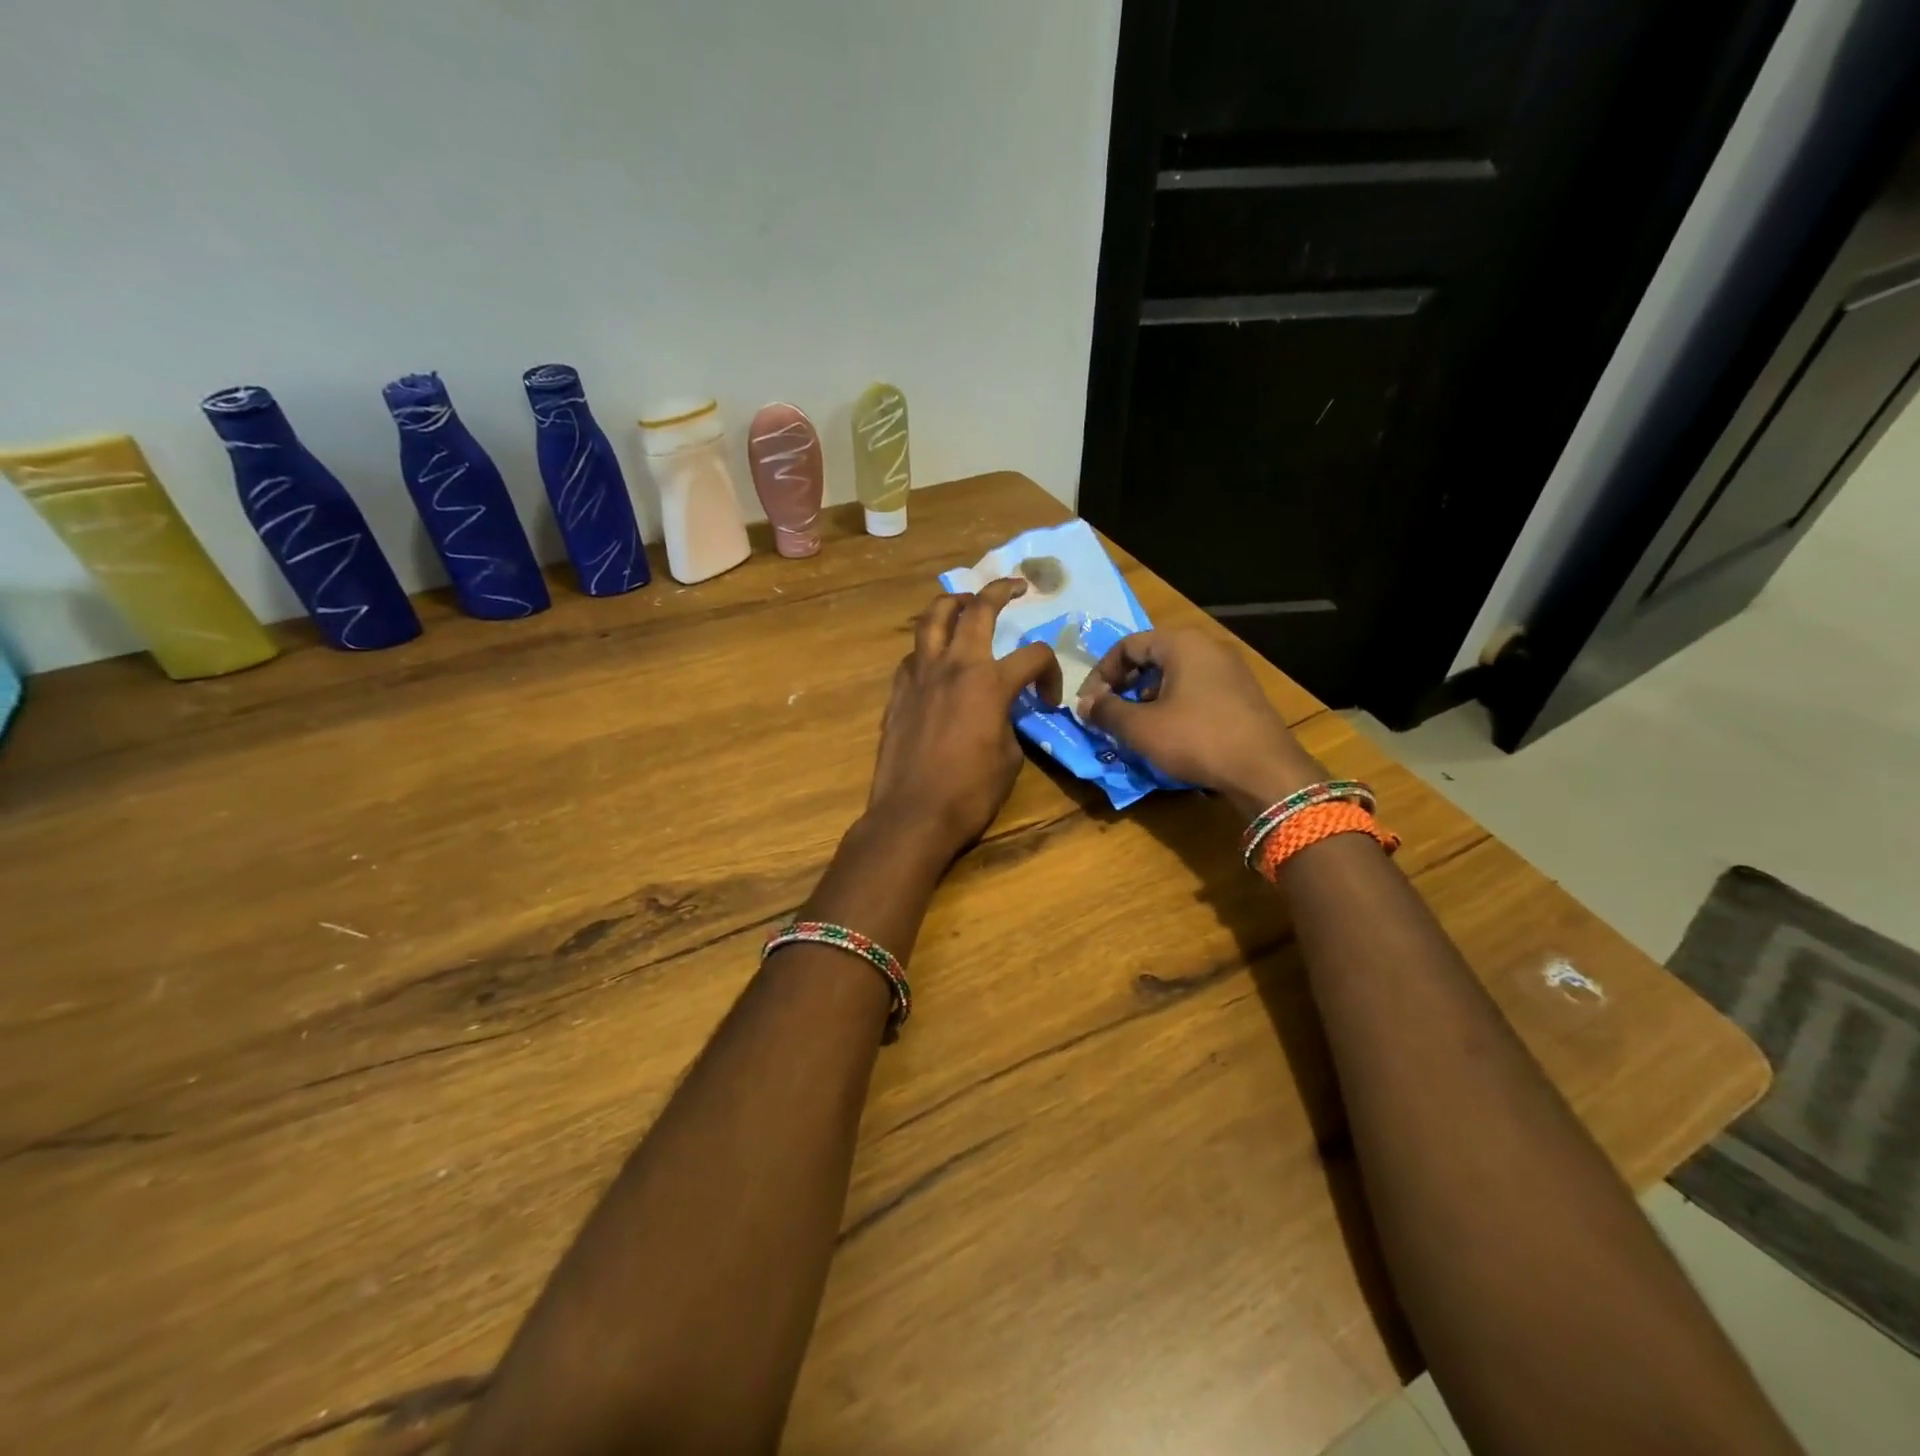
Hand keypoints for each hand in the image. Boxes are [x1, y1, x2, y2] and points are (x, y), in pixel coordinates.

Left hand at [865, 580, 1060, 861]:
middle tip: (1015, 586)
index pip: (1034, 656)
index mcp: (990, 682)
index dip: (1050, 673)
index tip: (1047, 700)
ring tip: (966, 606)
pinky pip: (914, 655)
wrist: (913, 815)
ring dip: (953, 604)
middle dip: (1000, 590)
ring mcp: (920, 675)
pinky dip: (929, 649)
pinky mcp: (898, 692)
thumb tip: (1004, 712)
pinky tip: (937, 662)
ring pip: (933, 618)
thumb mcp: (1010, 757)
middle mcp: (954, 666)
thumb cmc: (970, 792)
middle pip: (978, 610)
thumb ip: (1010, 722)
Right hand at [1076, 628, 1322, 814]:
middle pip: (1151, 658)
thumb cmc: (1196, 739)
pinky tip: (1166, 735)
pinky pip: (1195, 690)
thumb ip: (1106, 711)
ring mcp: (1229, 670)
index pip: (1127, 646)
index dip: (1100, 674)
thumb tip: (1084, 704)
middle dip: (1123, 687)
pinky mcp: (1240, 695)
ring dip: (1146, 699)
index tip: (1088, 704)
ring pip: (1173, 676)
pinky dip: (1172, 706)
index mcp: (1182, 643)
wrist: (1265, 771)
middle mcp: (1207, 647)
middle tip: (1108, 715)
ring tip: (1134, 728)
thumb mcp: (1141, 727)